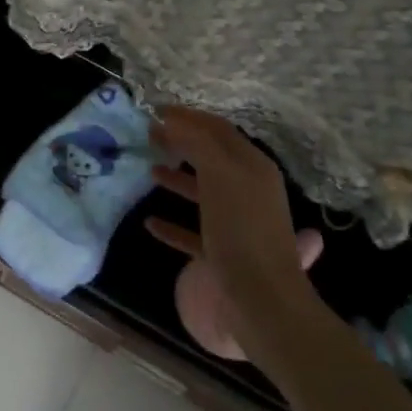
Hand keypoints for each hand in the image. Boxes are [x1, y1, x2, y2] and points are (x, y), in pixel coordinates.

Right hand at [144, 107, 318, 332]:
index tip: (155, 109)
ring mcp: (236, 223)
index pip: (218, 129)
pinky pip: (193, 232)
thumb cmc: (241, 230)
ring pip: (203, 192)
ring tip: (149, 170)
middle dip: (182, 143)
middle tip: (149, 134)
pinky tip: (150, 222)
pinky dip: (172, 224)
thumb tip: (175, 120)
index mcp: (252, 166)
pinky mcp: (223, 254)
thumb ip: (198, 143)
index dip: (188, 116)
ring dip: (177, 178)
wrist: (262, 301)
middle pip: (211, 157)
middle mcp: (248, 189)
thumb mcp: (221, 175)